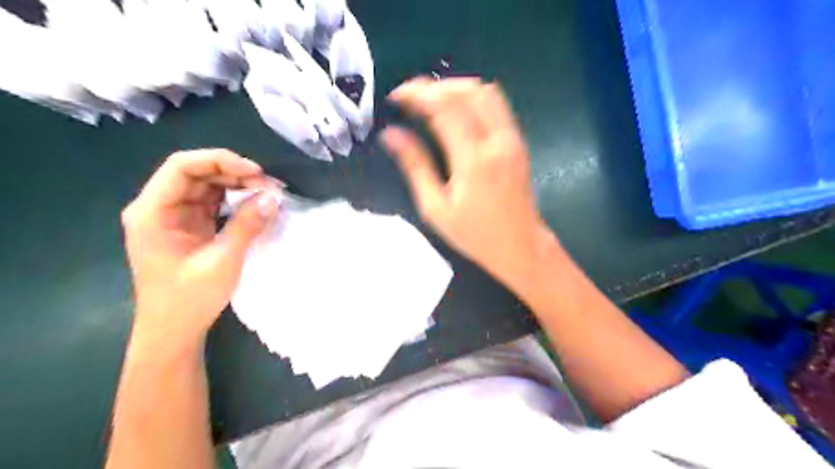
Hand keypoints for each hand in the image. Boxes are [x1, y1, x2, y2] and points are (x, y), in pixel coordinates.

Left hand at [121, 148, 282, 349]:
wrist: (173, 331)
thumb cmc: (189, 298)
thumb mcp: (222, 261)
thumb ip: (246, 225)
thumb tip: (273, 197)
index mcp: (152, 212)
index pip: (182, 166)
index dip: (220, 161)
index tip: (256, 172)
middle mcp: (158, 207)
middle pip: (196, 173)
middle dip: (234, 174)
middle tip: (269, 186)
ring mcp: (174, 217)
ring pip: (206, 186)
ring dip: (237, 186)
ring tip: (267, 193)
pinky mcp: (188, 227)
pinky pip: (212, 203)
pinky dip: (234, 201)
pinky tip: (254, 205)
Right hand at [383, 78, 553, 287]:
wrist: (521, 246)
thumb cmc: (475, 234)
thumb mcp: (436, 208)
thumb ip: (415, 166)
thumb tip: (391, 135)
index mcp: (474, 160)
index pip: (445, 106)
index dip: (417, 94)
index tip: (396, 97)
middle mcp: (497, 140)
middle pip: (466, 89)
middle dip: (433, 86)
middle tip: (409, 99)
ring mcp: (512, 138)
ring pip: (484, 91)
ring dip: (454, 88)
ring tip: (429, 103)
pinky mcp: (518, 141)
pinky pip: (496, 104)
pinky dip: (471, 98)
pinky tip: (455, 112)